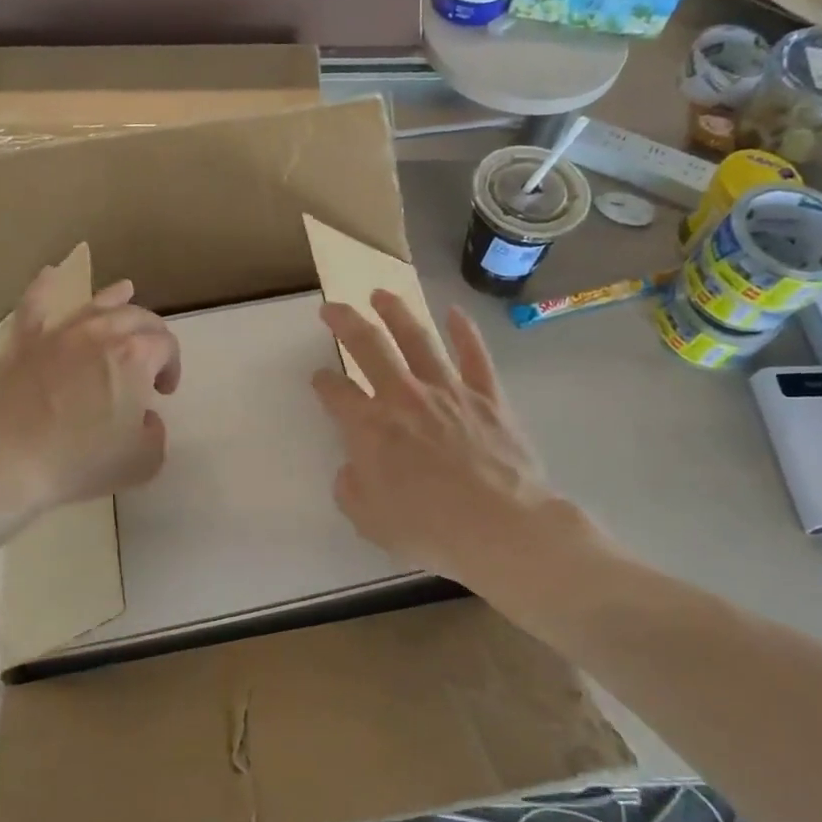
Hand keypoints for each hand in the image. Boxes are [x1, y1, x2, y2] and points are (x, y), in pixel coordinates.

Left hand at [0, 266, 179, 521]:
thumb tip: (143, 416)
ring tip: (126, 290)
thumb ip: (155, 431)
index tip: (164, 392)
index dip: (173, 367)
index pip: (167, 346)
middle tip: (152, 357)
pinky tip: (51, 274)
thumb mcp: (143, 460)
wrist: (7, 465)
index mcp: (135, 357)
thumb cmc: (81, 464)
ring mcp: (59, 333)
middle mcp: (100, 333)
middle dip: (153, 333)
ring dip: (116, 297)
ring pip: (95, 303)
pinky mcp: (24, 342)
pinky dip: (44, 287)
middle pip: (138, 316)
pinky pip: (35, 304)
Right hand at [312, 292, 584, 597]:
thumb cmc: (430, 529)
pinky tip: (455, 313)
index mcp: (371, 428)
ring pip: (417, 339)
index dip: (323, 383)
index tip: (319, 379)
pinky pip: (474, 355)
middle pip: (369, 347)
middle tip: (332, 306)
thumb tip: (352, 468)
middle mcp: (404, 397)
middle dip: (345, 322)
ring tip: (381, 293)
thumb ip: (351, 489)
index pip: (336, 394)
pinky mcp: (487, 396)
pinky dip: (464, 331)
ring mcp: (448, 391)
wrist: (501, 527)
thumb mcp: (370, 521)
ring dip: (396, 312)